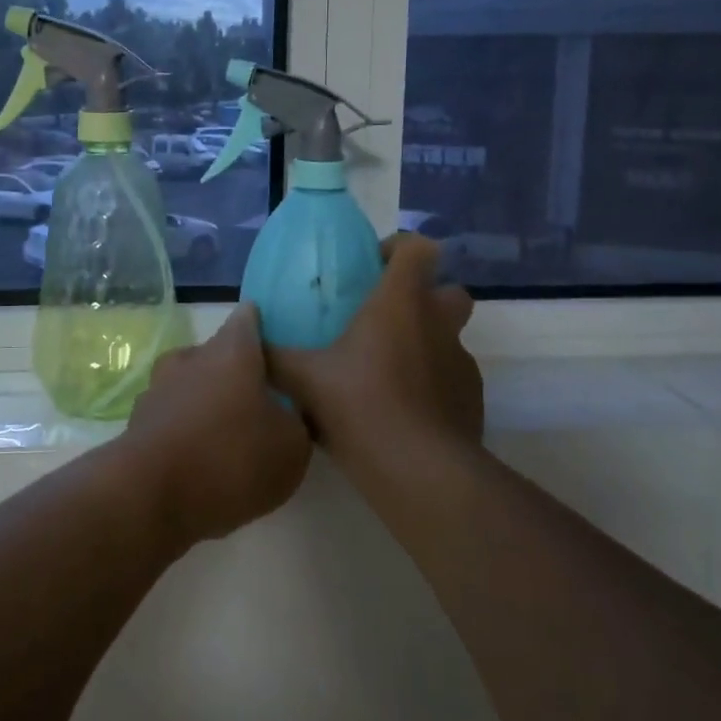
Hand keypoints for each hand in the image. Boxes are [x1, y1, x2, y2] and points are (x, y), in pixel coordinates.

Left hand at [125, 303, 311, 543]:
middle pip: (218, 354)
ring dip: (208, 402)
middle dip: (237, 372)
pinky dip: (186, 431)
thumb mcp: (291, 446)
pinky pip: (172, 418)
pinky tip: (201, 460)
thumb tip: (284, 414)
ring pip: (191, 385)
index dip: (262, 328)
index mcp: (231, 350)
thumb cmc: (231, 458)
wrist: (150, 499)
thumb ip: (294, 421)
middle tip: (261, 400)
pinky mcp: (138, 424)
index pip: (249, 319)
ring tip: (230, 435)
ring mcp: (158, 389)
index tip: (277, 345)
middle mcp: (191, 358)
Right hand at [266, 232, 482, 459]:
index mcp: (400, 302)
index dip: (400, 249)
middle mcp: (438, 323)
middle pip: (448, 290)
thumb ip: (274, 355)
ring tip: (386, 372)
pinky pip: (450, 377)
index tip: (373, 268)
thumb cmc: (360, 406)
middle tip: (384, 320)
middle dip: (424, 297)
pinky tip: (402, 410)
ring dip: (425, 343)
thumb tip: (248, 338)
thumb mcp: (303, 379)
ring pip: (449, 337)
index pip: (418, 248)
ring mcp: (461, 362)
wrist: (419, 471)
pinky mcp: (471, 399)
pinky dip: (431, 383)